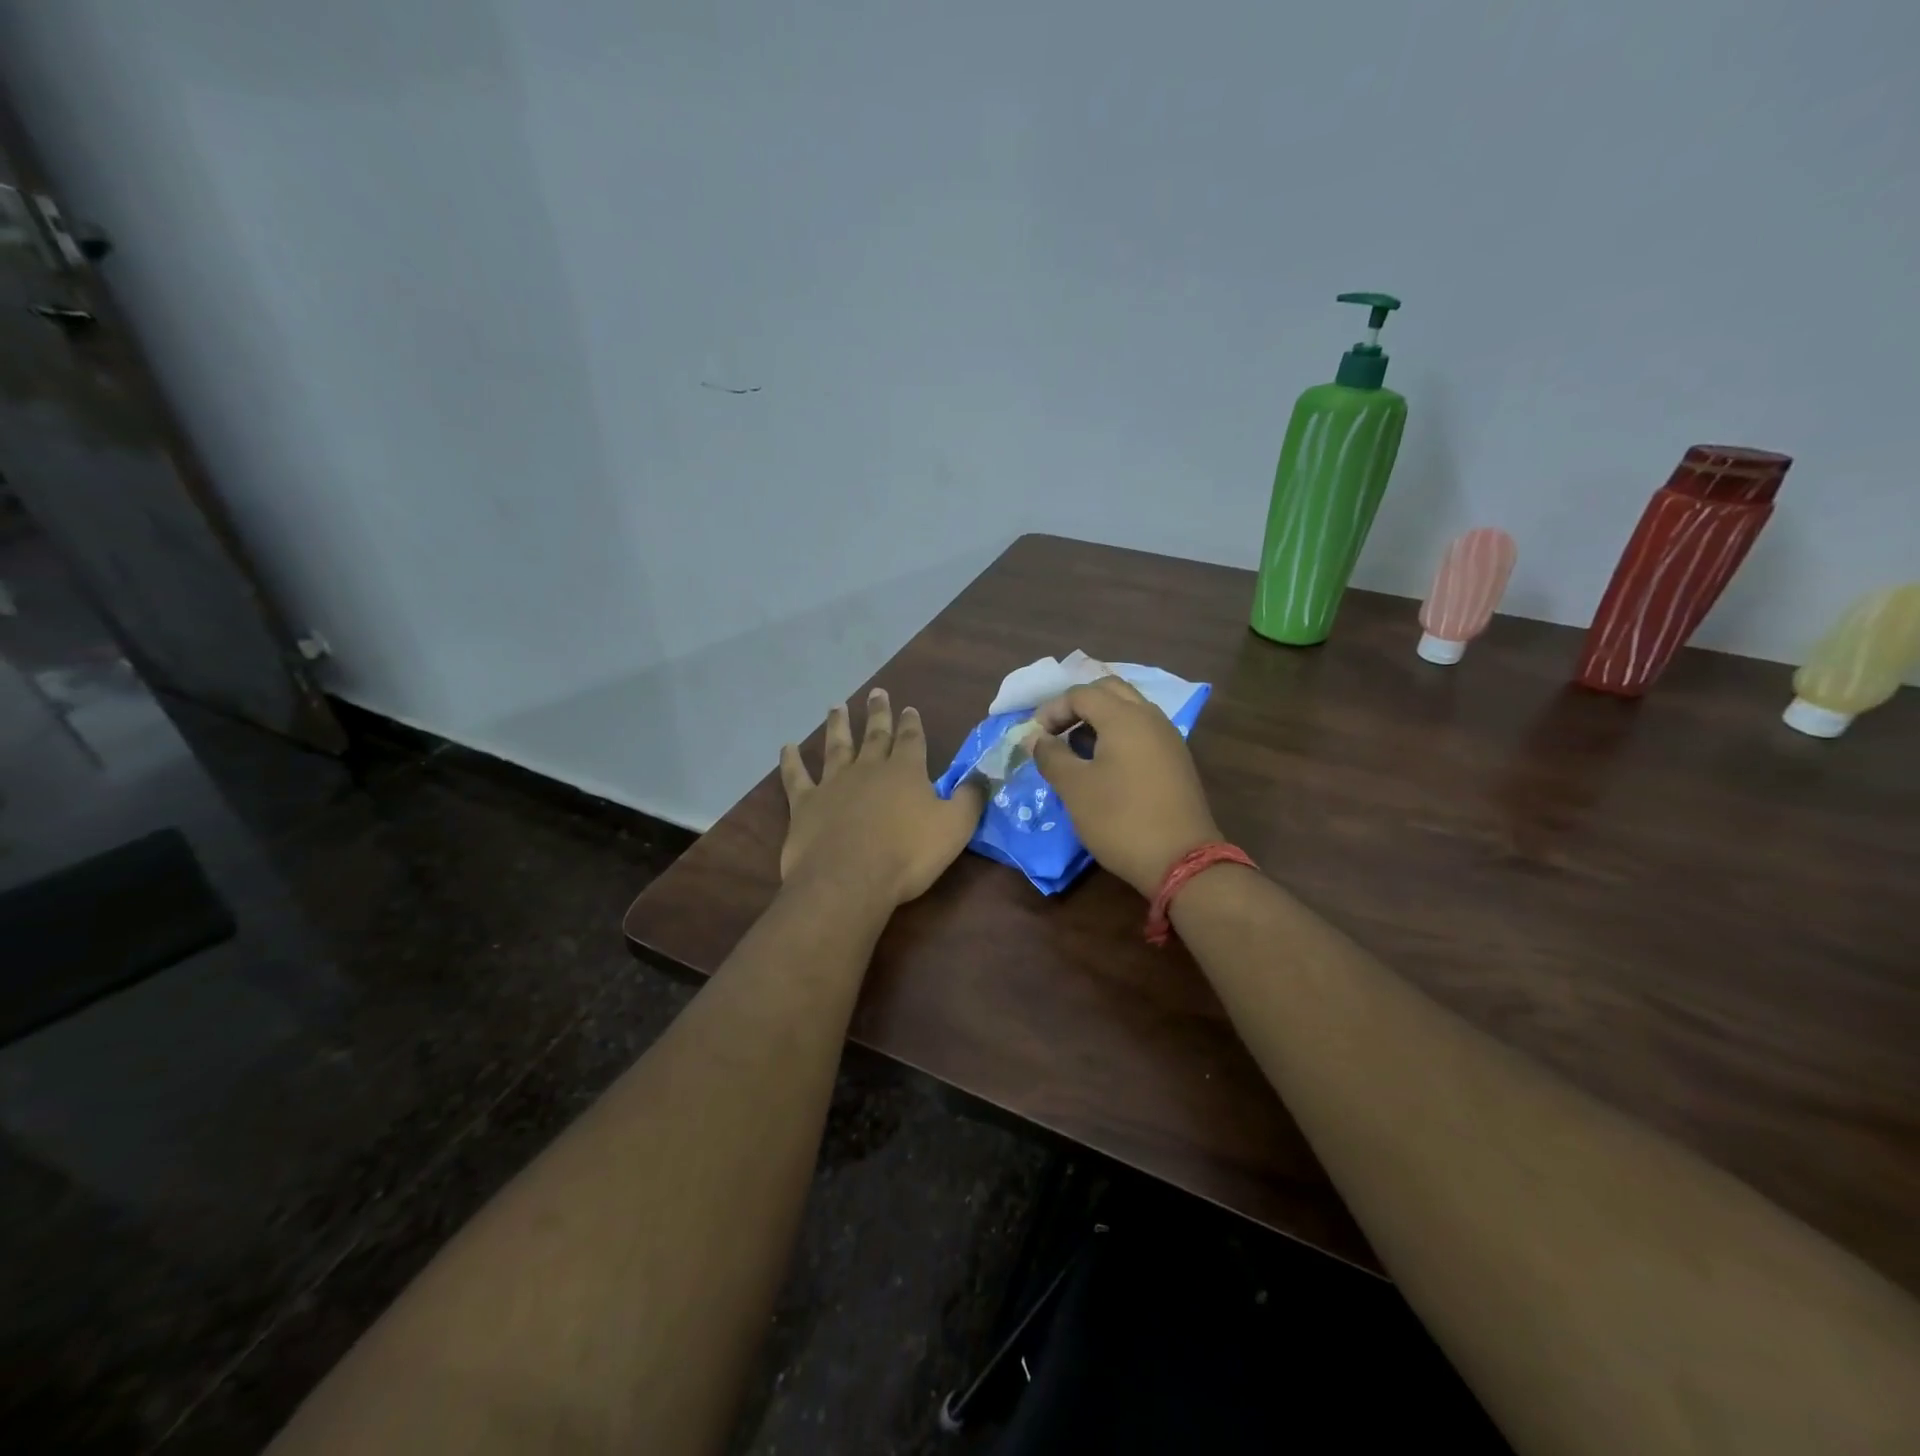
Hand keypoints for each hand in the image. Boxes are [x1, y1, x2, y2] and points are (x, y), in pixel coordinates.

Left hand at [778, 688, 984, 907]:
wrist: (848, 879)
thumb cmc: (907, 855)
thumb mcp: (954, 827)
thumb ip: (970, 798)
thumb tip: (983, 775)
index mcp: (905, 772)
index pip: (911, 739)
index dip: (911, 723)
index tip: (909, 708)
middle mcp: (868, 769)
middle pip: (875, 735)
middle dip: (878, 714)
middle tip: (877, 693)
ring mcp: (833, 784)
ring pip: (836, 747)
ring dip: (838, 726)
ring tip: (837, 707)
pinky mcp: (805, 804)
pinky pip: (796, 776)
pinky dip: (791, 761)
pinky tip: (786, 748)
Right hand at [1029, 677, 1221, 898]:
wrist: (1181, 860)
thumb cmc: (1120, 819)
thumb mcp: (1075, 788)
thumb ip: (1051, 755)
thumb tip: (1035, 738)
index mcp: (1125, 717)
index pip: (1081, 694)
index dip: (1052, 710)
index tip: (1035, 737)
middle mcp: (1150, 718)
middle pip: (1109, 691)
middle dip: (1078, 706)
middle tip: (1056, 732)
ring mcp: (1168, 738)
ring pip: (1129, 710)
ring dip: (1099, 720)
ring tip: (1076, 751)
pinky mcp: (1176, 761)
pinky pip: (1142, 732)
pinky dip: (1118, 736)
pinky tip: (1104, 767)